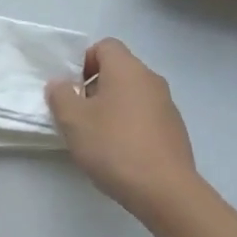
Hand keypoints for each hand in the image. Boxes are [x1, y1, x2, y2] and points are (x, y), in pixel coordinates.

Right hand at [45, 39, 199, 214]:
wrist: (165, 190)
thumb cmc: (114, 146)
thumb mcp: (73, 121)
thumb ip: (61, 95)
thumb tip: (60, 84)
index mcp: (127, 69)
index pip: (105, 46)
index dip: (84, 61)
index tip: (73, 89)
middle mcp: (151, 79)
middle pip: (119, 70)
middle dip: (96, 87)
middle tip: (80, 115)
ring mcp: (167, 105)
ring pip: (132, 95)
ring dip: (113, 108)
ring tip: (99, 138)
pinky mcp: (175, 130)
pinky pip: (146, 116)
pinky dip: (131, 126)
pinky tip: (121, 154)